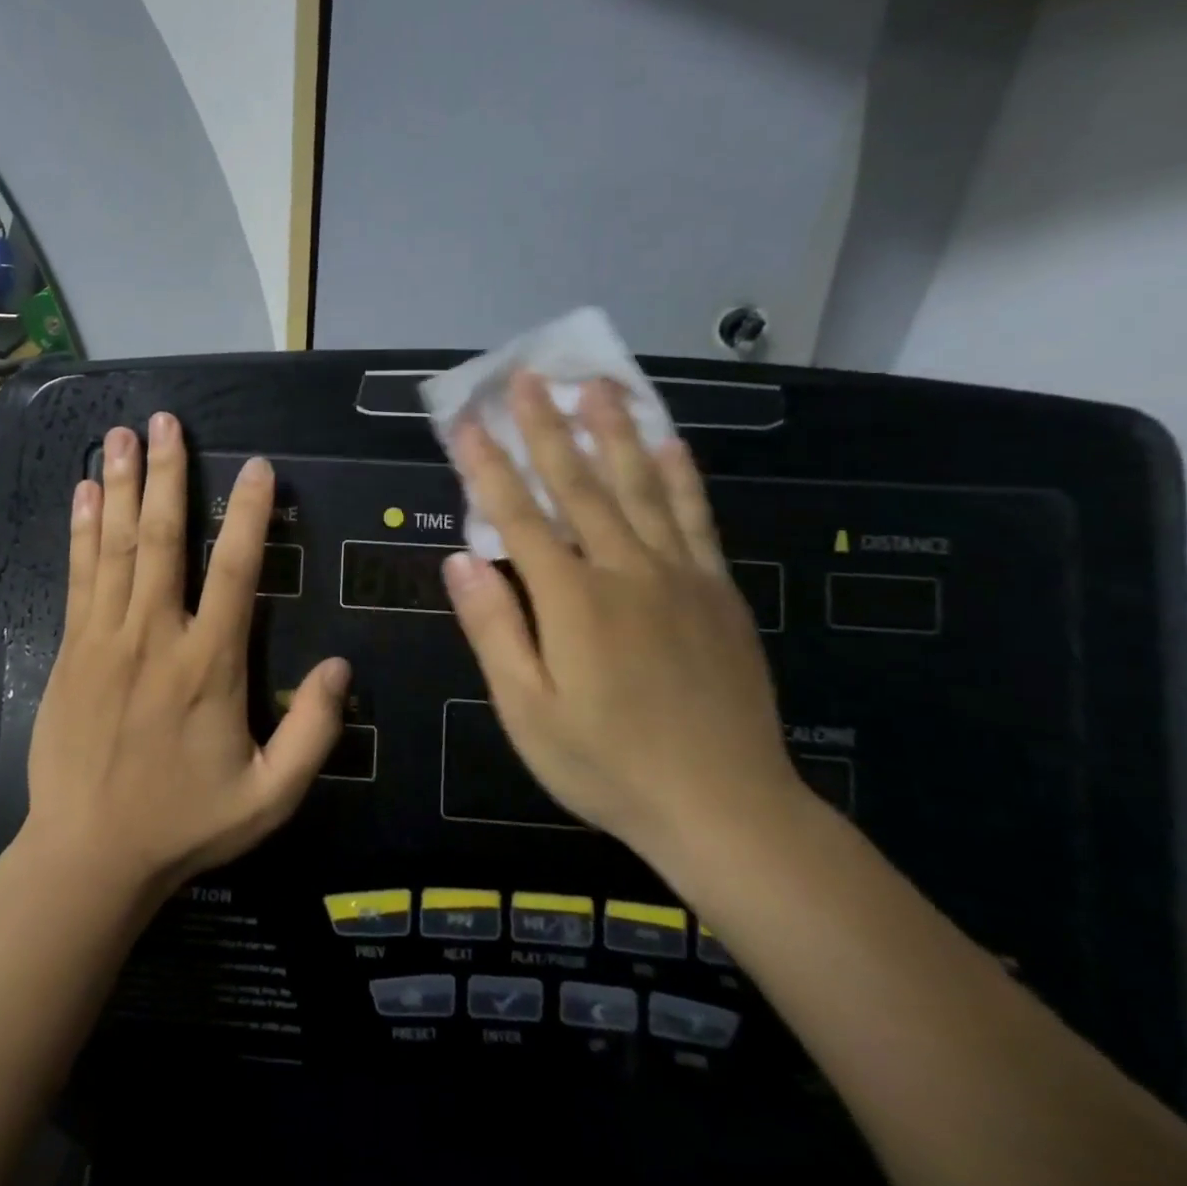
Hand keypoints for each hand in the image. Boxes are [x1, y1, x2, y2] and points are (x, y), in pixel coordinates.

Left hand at [23, 413, 348, 900]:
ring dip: (118, 485)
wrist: (89, 854)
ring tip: (120, 435)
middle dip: (165, 474)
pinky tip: (81, 493)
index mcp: (209, 663)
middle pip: (160, 538)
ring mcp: (105, 637)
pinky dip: (81, 530)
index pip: (235, 571)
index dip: (248, 514)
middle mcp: (155, 634)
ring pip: (114, 545)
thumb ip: (313, 732)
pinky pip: (79, 576)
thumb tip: (342, 666)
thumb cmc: (185, 821)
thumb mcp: (269, 796)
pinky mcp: (72, 648)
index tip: (256, 467)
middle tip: (164, 422)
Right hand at [441, 374, 802, 870]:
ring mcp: (678, 576)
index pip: (518, 516)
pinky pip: (696, 519)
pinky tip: (670, 442)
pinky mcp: (717, 591)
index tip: (465, 422)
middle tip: (528, 377)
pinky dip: (682, 476)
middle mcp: (624, 571)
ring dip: (614, 432)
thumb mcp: (528, 711)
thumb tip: (461, 559)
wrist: (726, 808)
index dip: (487, 467)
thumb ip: (495, 629)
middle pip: (578, 485)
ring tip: (598, 386)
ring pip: (641, 487)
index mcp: (572, 600)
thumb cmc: (608, 765)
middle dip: (546, 428)